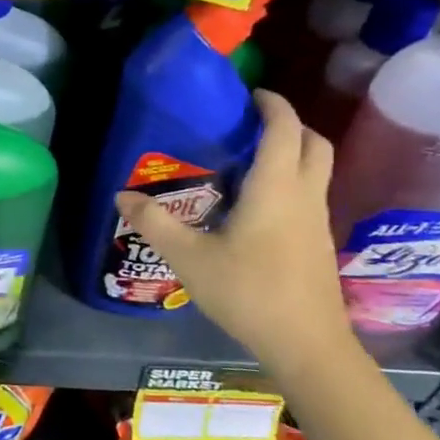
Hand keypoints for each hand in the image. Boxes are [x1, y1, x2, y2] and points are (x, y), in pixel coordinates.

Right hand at [114, 90, 352, 363]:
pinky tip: (256, 204)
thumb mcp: (189, 258)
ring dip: (292, 152)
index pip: (283, 128)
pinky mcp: (318, 243)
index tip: (249, 93)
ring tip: (248, 159)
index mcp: (276, 187)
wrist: (306, 345)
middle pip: (313, 143)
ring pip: (317, 169)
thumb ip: (155, 223)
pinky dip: (292, 181)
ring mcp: (317, 220)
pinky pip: (310, 194)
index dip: (272, 104)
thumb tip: (122, 195)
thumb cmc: (249, 292)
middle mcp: (304, 195)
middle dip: (289, 124)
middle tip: (251, 124)